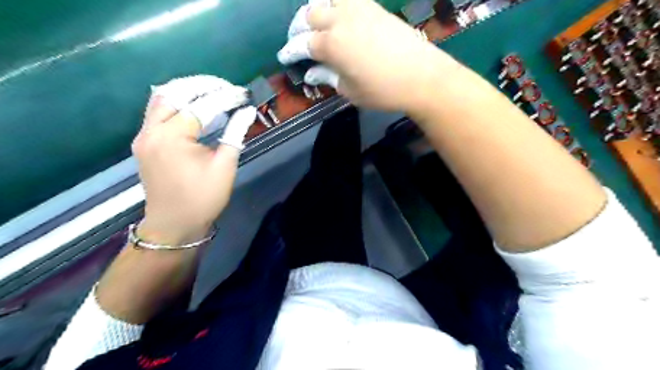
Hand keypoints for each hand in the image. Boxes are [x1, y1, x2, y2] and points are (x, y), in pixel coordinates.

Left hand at [131, 75, 255, 245]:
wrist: (174, 224)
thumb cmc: (203, 198)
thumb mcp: (224, 167)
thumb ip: (235, 134)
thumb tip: (247, 112)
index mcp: (173, 138)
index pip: (202, 106)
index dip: (225, 97)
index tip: (244, 95)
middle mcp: (152, 130)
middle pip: (174, 92)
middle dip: (203, 85)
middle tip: (227, 88)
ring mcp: (144, 135)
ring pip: (161, 98)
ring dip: (187, 90)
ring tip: (212, 91)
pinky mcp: (144, 141)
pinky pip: (157, 111)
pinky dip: (177, 102)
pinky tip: (194, 105)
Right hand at [277, 0, 459, 112]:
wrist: (421, 76)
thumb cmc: (382, 91)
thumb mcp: (350, 91)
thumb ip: (328, 77)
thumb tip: (312, 72)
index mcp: (331, 45)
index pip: (302, 44)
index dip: (291, 51)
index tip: (284, 57)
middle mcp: (340, 20)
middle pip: (309, 15)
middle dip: (300, 28)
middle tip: (301, 42)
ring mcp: (358, 9)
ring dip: (317, 12)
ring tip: (319, 26)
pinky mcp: (374, 6)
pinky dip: (337, 4)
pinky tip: (340, 17)